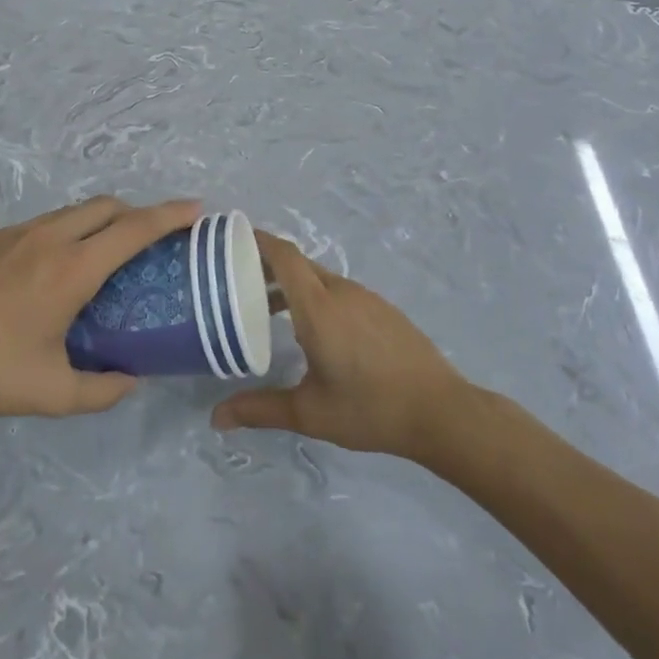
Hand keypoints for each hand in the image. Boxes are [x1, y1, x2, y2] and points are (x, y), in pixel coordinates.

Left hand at [0, 197, 199, 419]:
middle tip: (150, 241)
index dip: (170, 215)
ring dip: (98, 223)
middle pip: (107, 206)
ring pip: (72, 212)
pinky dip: (62, 235)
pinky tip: (46, 275)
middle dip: (137, 214)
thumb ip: (101, 390)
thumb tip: (130, 379)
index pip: (134, 229)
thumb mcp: (52, 394)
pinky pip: (40, 225)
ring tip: (101, 259)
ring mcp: (15, 233)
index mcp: (72, 269)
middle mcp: (49, 238)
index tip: (196, 210)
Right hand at [212, 231, 468, 460]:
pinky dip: (316, 296)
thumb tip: (217, 417)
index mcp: (318, 306)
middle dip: (266, 265)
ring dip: (291, 284)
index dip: (256, 241)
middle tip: (236, 281)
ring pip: (319, 278)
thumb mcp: (309, 412)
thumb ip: (260, 409)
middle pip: (297, 263)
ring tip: (267, 308)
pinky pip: (339, 291)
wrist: (440, 411)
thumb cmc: (370, 409)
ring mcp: (366, 298)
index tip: (230, 240)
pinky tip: (313, 330)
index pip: (283, 255)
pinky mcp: (382, 309)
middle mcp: (341, 291)